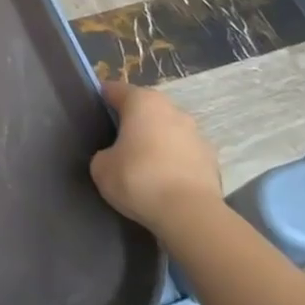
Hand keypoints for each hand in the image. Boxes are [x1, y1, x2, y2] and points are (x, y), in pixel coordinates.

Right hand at [89, 80, 222, 231]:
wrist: (190, 214)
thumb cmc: (138, 179)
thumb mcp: (101, 167)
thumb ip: (104, 153)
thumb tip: (113, 156)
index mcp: (142, 102)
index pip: (115, 90)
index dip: (101, 100)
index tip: (92, 115)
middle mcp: (172, 109)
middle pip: (145, 108)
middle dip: (132, 121)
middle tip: (116, 142)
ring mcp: (196, 133)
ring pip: (167, 129)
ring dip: (155, 140)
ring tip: (143, 166)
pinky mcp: (212, 158)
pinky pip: (184, 153)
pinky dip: (173, 161)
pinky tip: (164, 182)